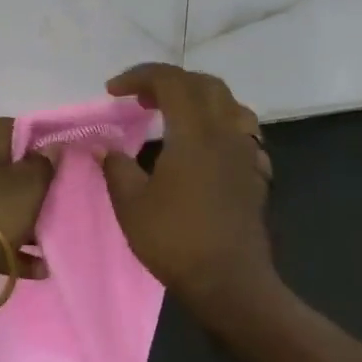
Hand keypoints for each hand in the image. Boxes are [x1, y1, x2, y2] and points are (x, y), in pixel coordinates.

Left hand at [0, 118, 53, 289]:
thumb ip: (43, 163)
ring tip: (50, 241)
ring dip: (24, 219)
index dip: (42, 141)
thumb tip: (51, 145)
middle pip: (7, 165)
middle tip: (58, 200)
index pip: (16, 127)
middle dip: (33, 185)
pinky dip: (9, 242)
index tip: (62, 160)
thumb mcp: (28, 187)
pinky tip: (35, 267)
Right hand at [102, 64, 275, 314]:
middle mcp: (225, 132)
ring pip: (230, 104)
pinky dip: (220, 126)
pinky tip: (205, 147)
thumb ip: (116, 167)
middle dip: (169, 82)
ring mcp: (246, 153)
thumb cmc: (176, 241)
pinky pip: (242, 133)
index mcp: (194, 132)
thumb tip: (104, 147)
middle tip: (141, 99)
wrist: (230, 284)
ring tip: (174, 115)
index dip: (139, 76)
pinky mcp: (256, 174)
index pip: (170, 81)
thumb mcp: (131, 204)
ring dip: (199, 99)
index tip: (113, 91)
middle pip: (204, 84)